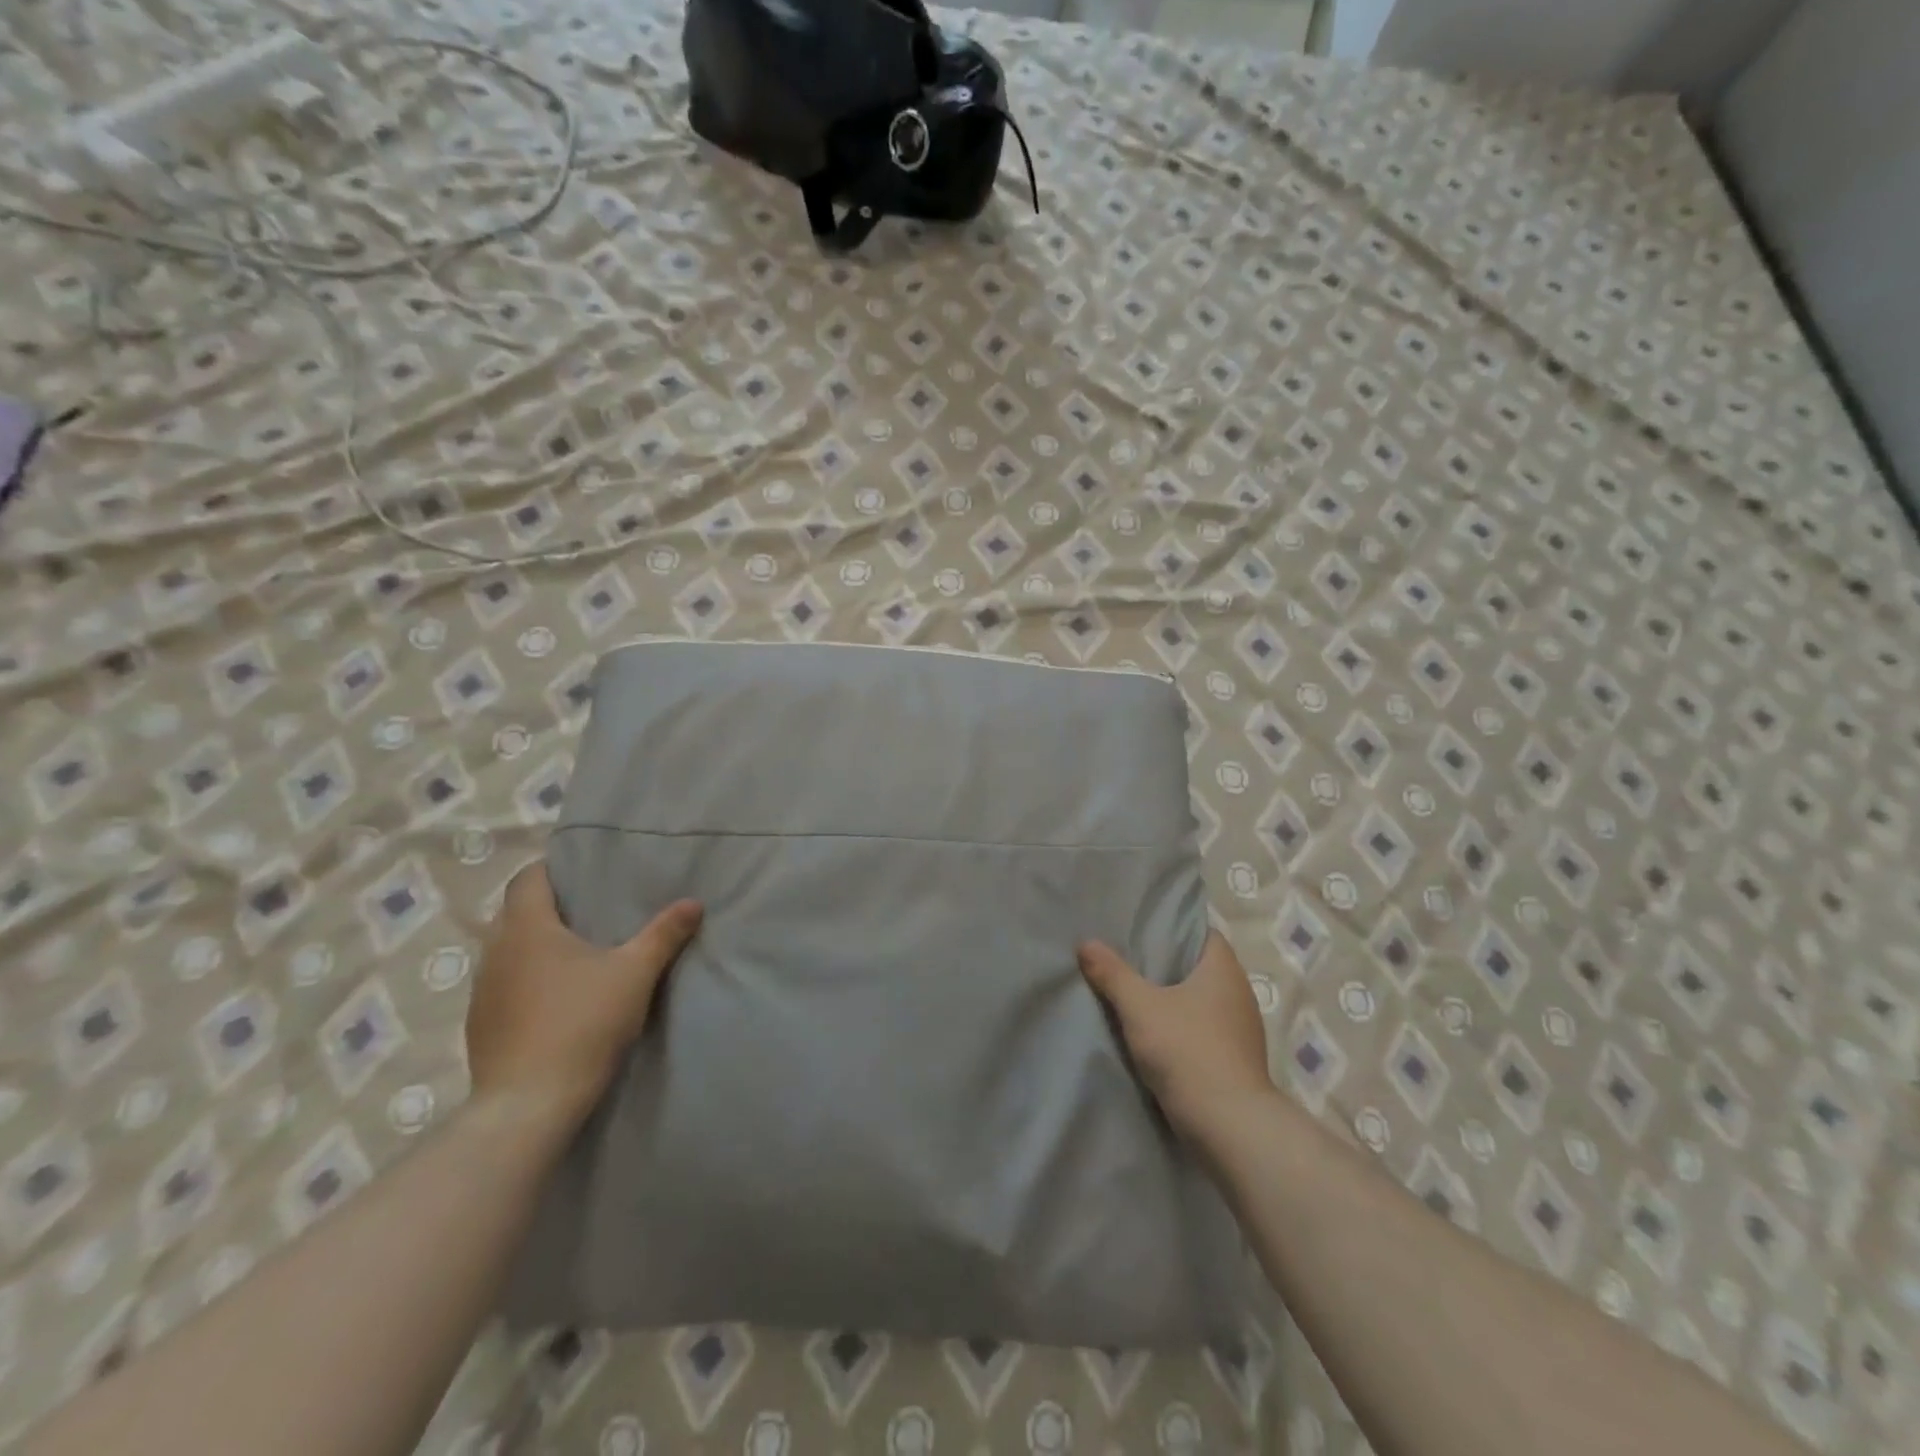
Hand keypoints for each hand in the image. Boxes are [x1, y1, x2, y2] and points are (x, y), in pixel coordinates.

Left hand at [465, 863, 701, 1134]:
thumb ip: (664, 934)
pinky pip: (504, 985)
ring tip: (576, 955)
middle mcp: (496, 951)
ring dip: (536, 947)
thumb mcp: (635, 973)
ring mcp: (482, 991)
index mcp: (528, 928)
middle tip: (591, 912)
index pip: (528, 879)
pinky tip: (556, 999)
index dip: (552, 869)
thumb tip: (693, 902)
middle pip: (517, 913)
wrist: (529, 1104)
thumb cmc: (582, 1023)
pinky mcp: (480, 1026)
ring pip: (508, 951)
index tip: (582, 873)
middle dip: (550, 907)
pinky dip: (526, 980)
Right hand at [1078, 930, 1272, 1140]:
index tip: (1144, 928)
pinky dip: (1184, 1027)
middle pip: (1201, 966)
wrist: (1230, 1127)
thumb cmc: (1187, 1050)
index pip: (1203, 933)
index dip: (1175, 928)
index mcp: (1224, 969)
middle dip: (1169, 963)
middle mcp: (1240, 993)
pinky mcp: (1237, 1060)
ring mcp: (1242, 1030)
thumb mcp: (1139, 1008)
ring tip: (1138, 995)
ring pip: (1203, 1000)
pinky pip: (1206, 1029)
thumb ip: (1112, 973)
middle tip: (1129, 957)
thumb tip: (1086, 943)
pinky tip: (1157, 1034)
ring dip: (1176, 999)